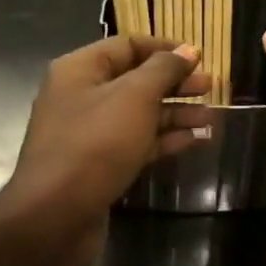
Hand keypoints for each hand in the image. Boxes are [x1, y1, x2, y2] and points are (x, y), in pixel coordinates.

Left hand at [0, 35, 210, 265]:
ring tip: (211, 116)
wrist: (54, 220)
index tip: (198, 57)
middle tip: (210, 86)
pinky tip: (196, 139)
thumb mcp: (134, 96)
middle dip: (174, 82)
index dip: (164, 49)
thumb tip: (187, 50)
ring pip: (139, 114)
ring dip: (175, 113)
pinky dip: (165, 139)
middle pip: (136, 80)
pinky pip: (137, 142)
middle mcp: (82, 96)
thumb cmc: (95, 144)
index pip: (127, 45)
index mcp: (80, 70)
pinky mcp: (100, 166)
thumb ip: (164, 69)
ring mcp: (89, 134)